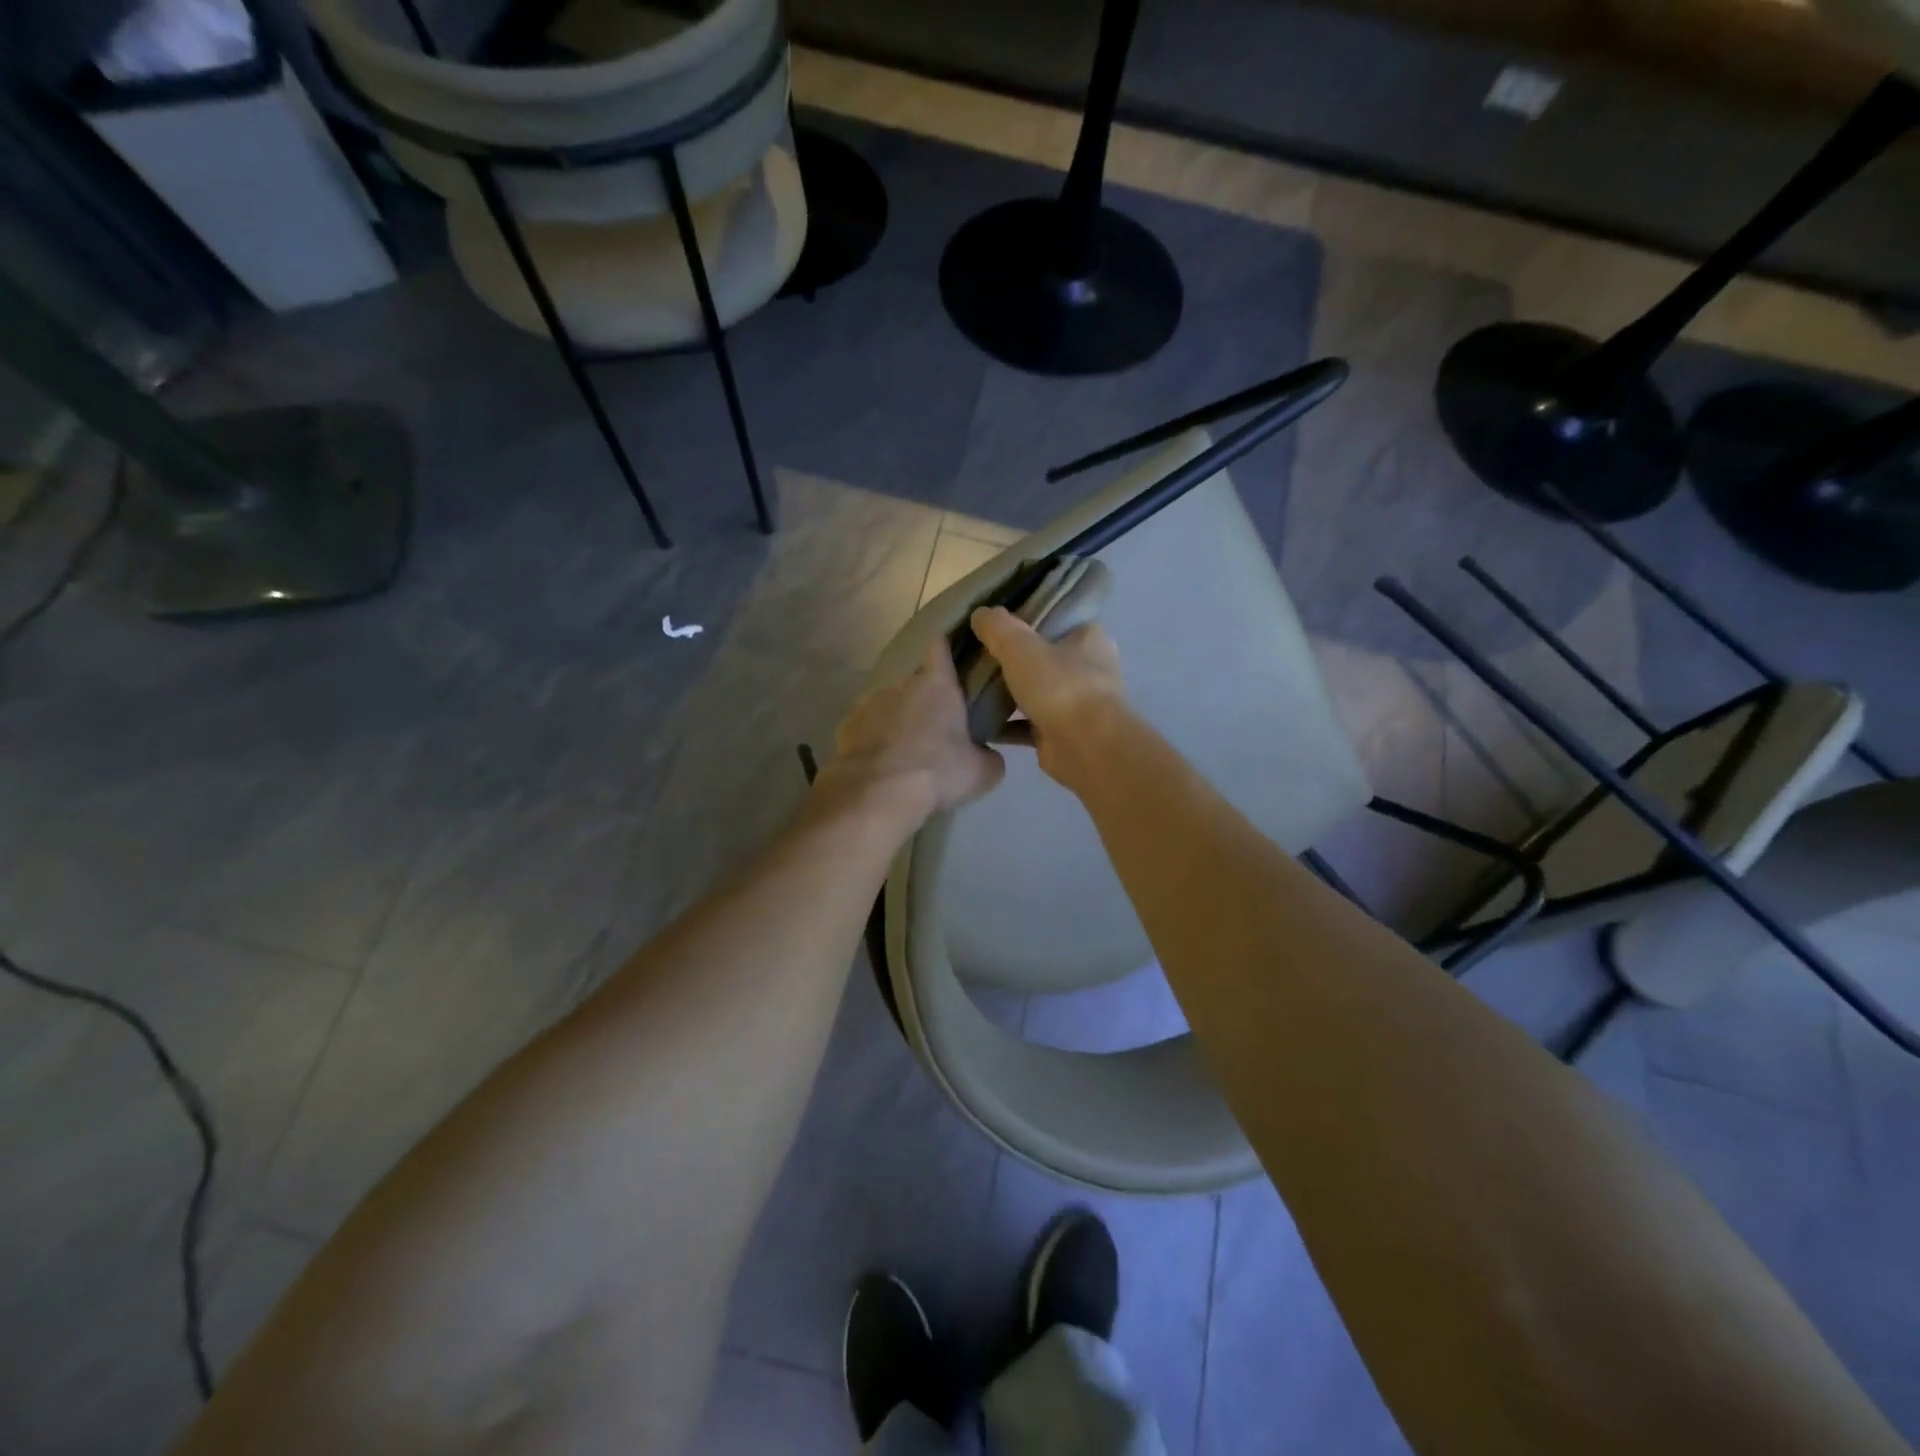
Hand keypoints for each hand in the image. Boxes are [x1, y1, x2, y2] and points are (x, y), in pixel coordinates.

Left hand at [815, 639, 1004, 827]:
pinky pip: (865, 728)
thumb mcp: (982, 772)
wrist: (876, 794)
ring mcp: (868, 703)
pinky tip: (880, 765)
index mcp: (938, 685)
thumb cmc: (937, 772)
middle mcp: (901, 684)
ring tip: (905, 752)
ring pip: (889, 706)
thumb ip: (989, 756)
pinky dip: (873, 740)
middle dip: (925, 701)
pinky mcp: (845, 727)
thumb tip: (987, 756)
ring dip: (897, 721)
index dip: (946, 646)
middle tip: (937, 729)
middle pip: (916, 683)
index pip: (940, 646)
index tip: (952, 652)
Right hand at [970, 606, 1126, 785]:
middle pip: (1043, 657)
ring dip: (1010, 694)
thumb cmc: (1060, 686)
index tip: (996, 625)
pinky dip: (1007, 725)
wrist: (1085, 747)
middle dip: (1014, 660)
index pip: (1057, 620)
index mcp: (1090, 638)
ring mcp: (1078, 703)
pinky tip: (980, 722)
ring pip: (1036, 692)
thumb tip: (980, 613)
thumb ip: (998, 627)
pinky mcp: (1063, 733)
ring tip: (973, 688)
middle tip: (978, 657)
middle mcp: (1089, 668)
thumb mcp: (1020, 646)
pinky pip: (1028, 724)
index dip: (1027, 620)